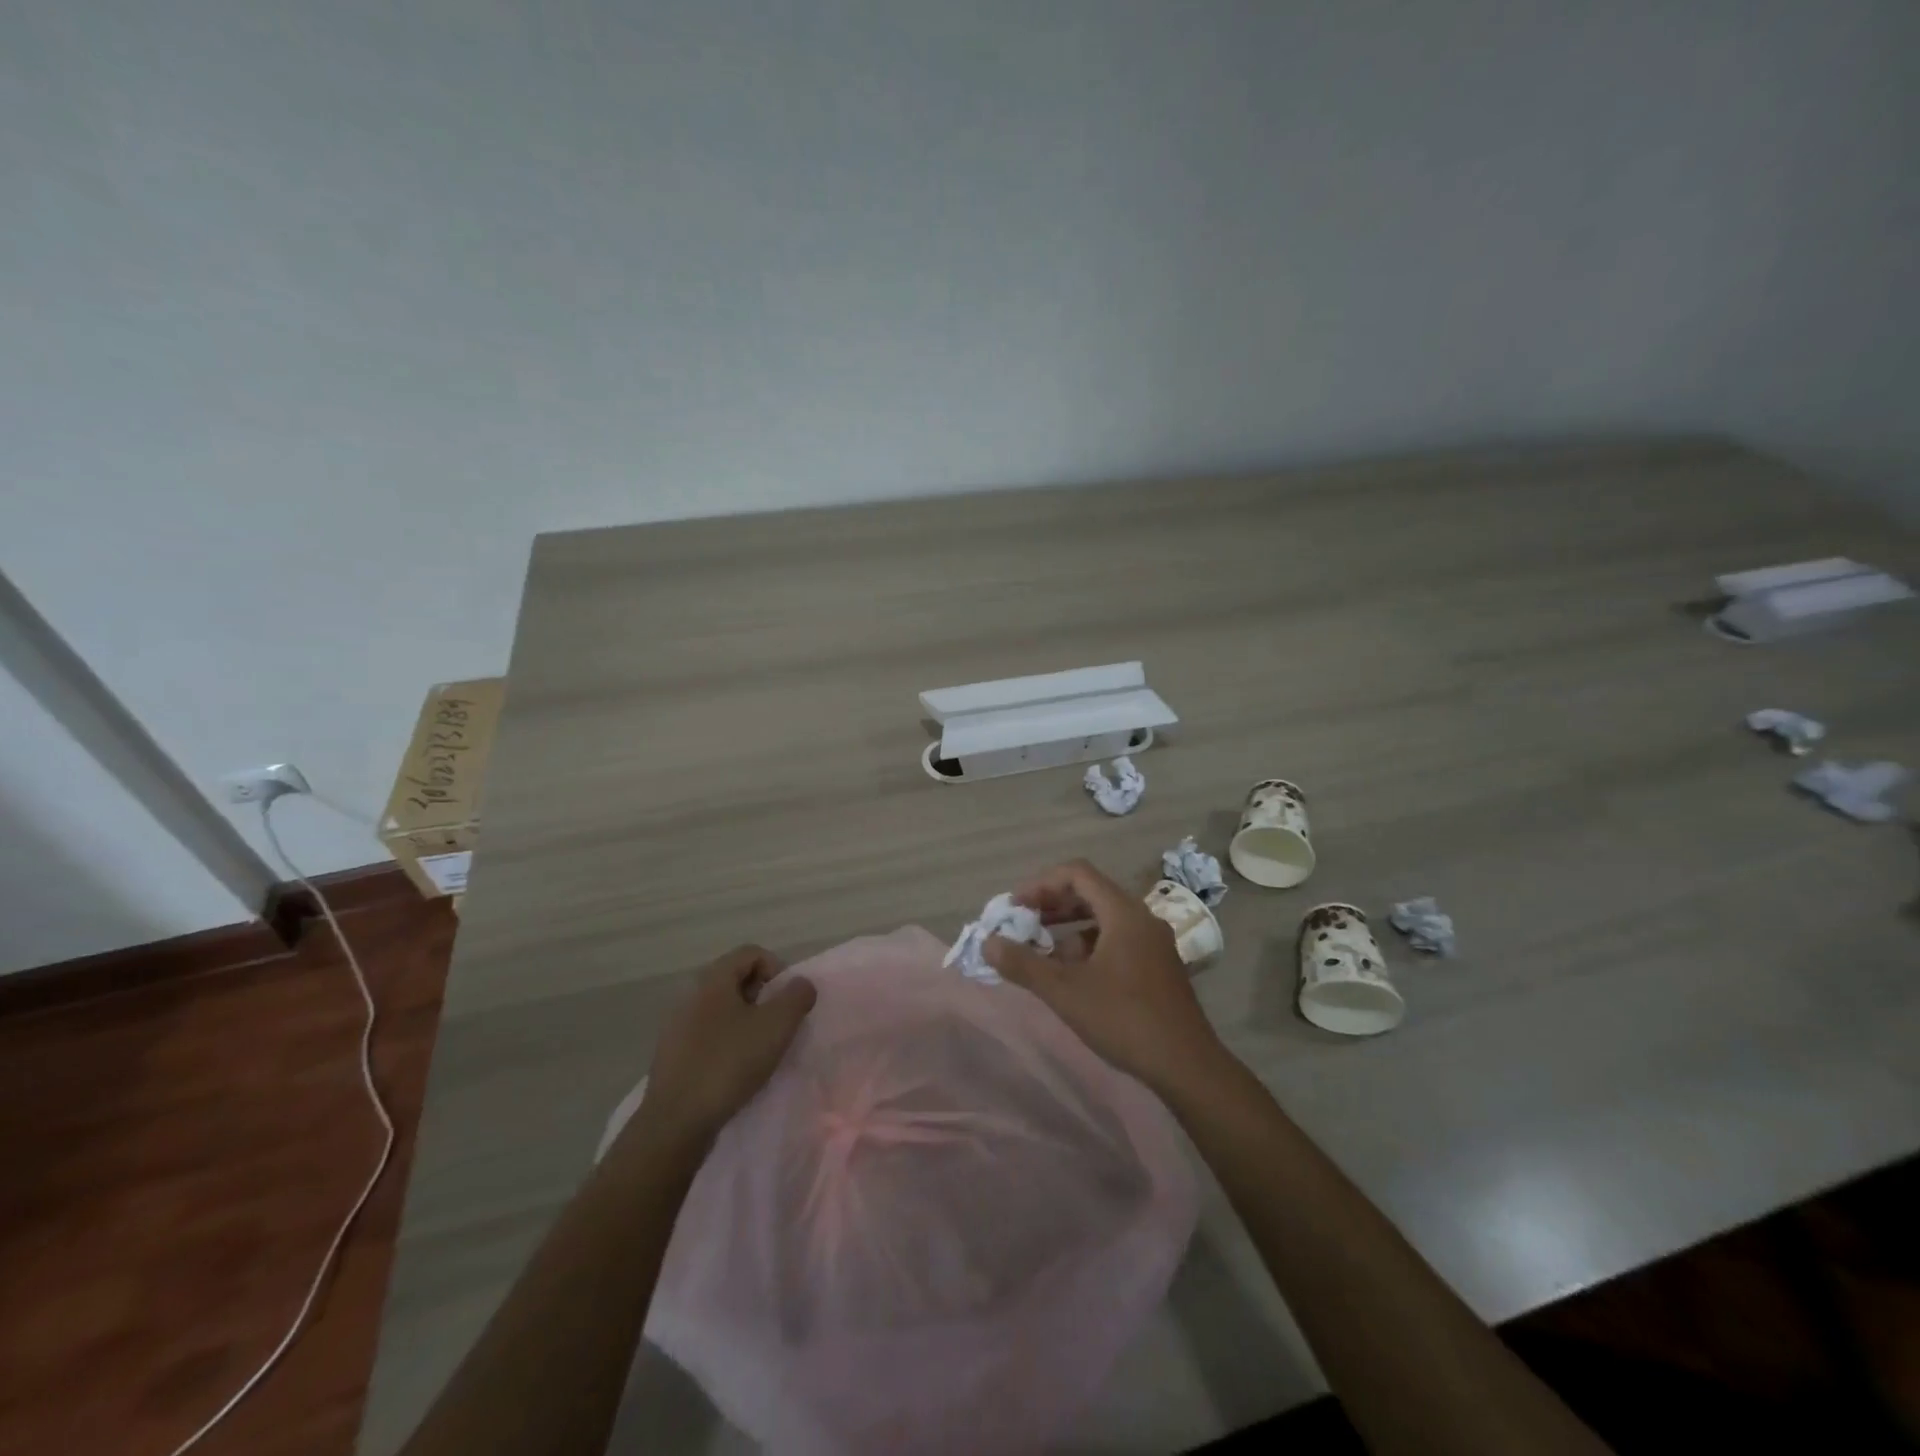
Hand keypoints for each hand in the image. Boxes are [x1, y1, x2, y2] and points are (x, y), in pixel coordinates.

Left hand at [640, 945, 816, 1148]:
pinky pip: (707, 1034)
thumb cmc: (729, 1063)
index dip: (777, 968)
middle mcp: (690, 994)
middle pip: (735, 979)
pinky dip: (727, 1042)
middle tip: (777, 1024)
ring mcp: (677, 1025)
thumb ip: (797, 997)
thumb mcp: (777, 1026)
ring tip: (759, 1049)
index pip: (751, 952)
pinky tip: (735, 1070)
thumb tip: (801, 984)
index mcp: (713, 979)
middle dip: (763, 996)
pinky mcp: (672, 1055)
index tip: (788, 1000)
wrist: (676, 1122)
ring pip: (721, 1008)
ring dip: (746, 1020)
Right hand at [985, 860, 1227, 1098]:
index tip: (1015, 906)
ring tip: (1041, 951)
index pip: (1077, 873)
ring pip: (1103, 918)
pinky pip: (1116, 939)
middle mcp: (1141, 918)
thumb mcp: (1065, 992)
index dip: (1041, 884)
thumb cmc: (1124, 1019)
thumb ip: (1024, 964)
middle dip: (1052, 905)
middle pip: (1090, 892)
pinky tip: (1072, 975)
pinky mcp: (1157, 965)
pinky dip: (1089, 946)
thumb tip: (988, 943)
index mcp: (1123, 912)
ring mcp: (1153, 942)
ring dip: (1069, 927)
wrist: (1187, 1066)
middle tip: (1023, 923)